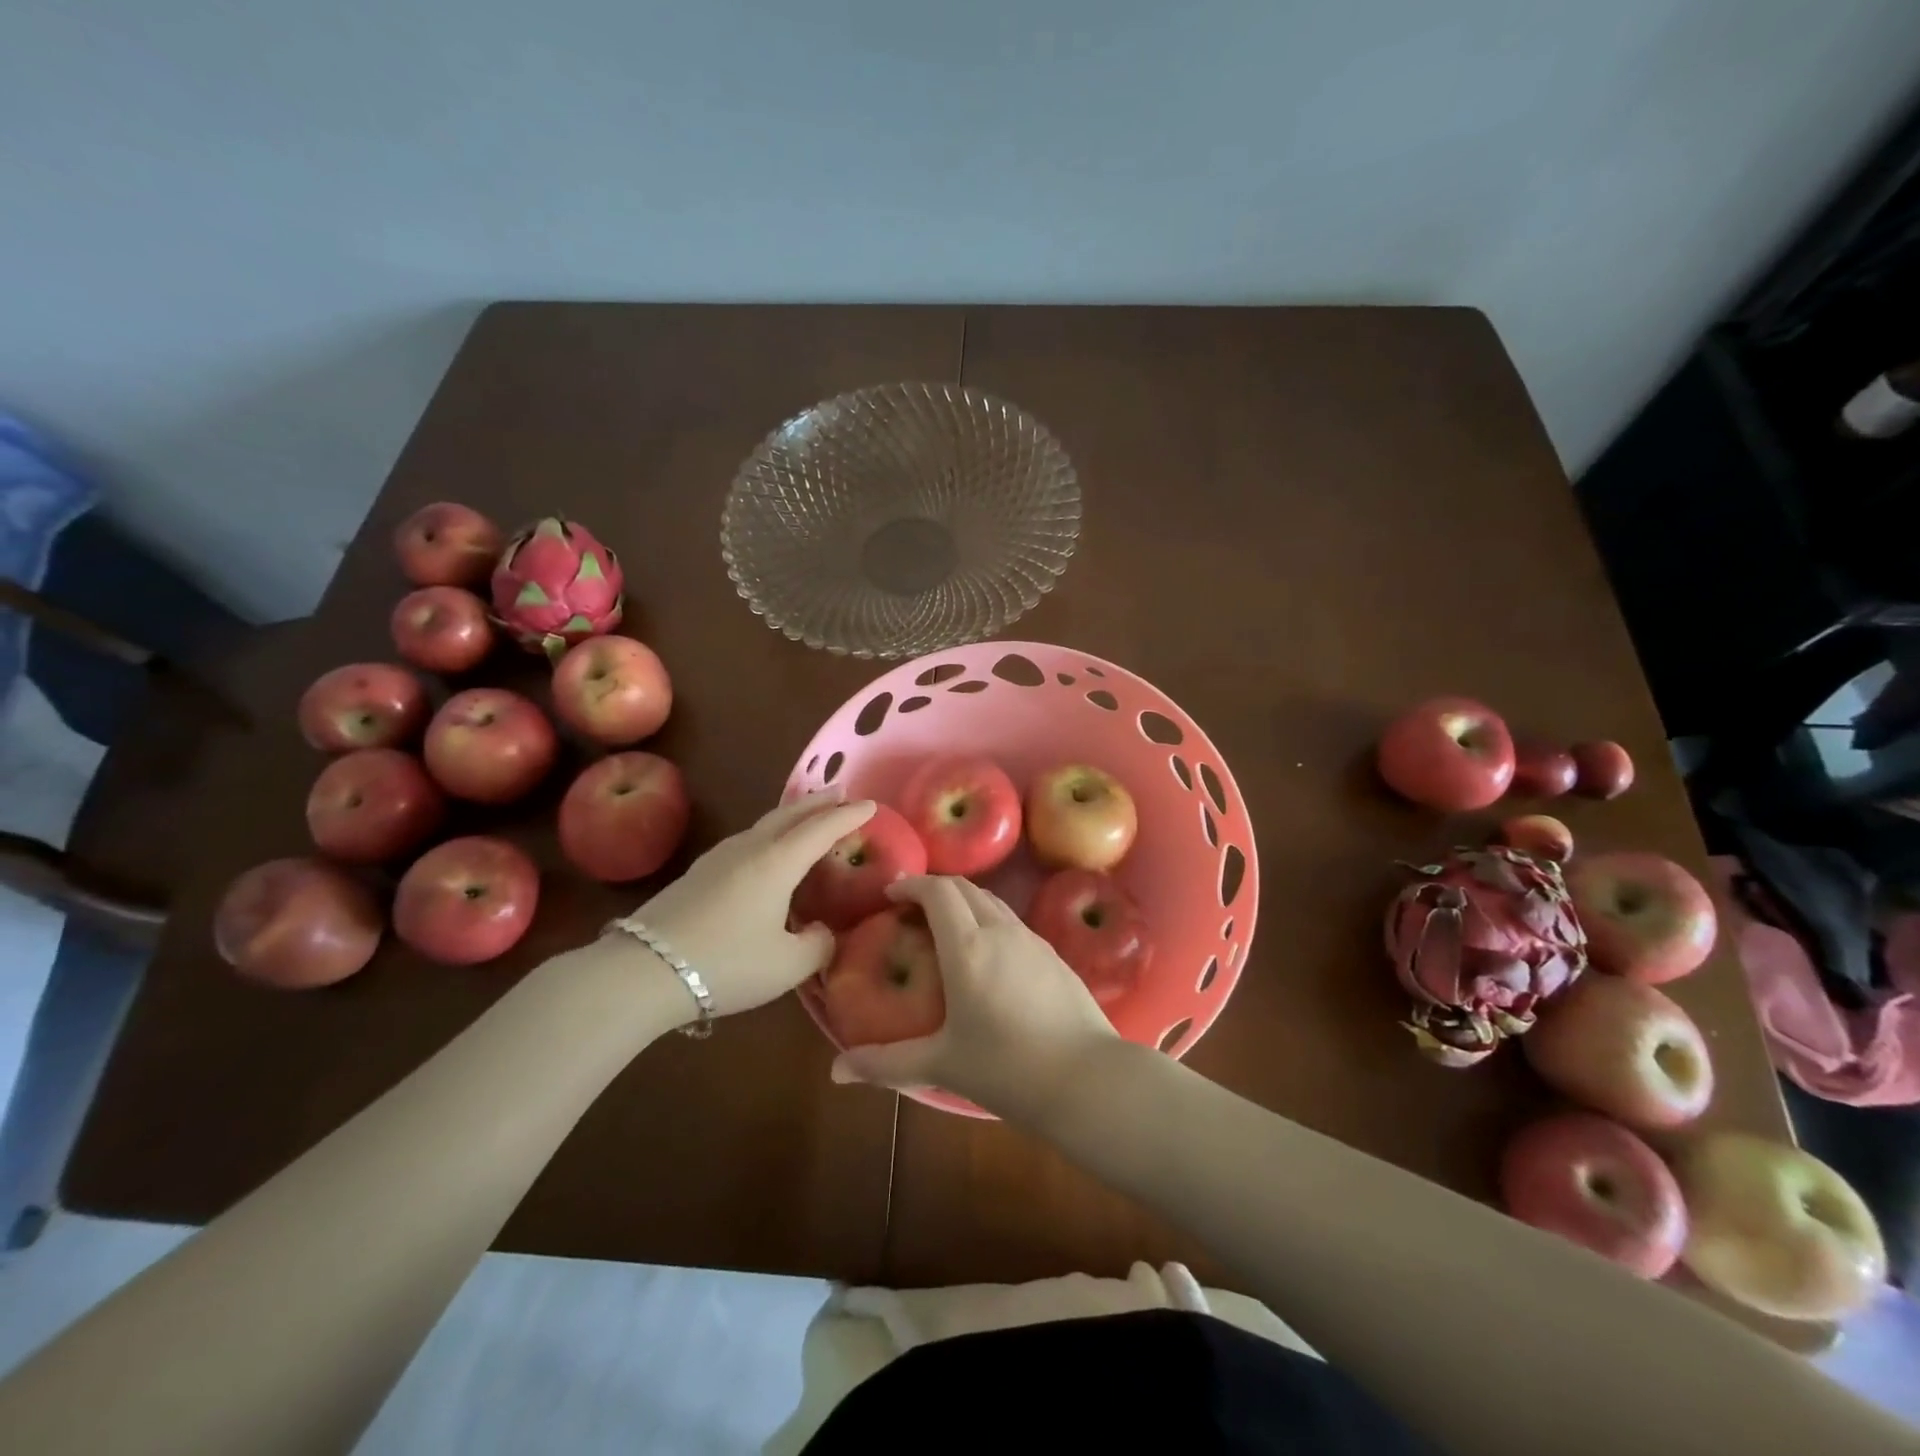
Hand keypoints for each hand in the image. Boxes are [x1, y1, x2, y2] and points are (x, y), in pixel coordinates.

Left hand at [628, 793, 874, 1016]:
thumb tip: (821, 933)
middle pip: (790, 814)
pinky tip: (764, 852)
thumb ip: (818, 945)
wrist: (643, 970)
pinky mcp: (698, 874)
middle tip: (840, 793)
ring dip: (791, 815)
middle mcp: (750, 849)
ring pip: (764, 824)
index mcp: (777, 862)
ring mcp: (719, 858)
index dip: (849, 815)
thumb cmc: (726, 963)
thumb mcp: (788, 965)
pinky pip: (746, 840)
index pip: (822, 829)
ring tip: (806, 817)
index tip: (872, 805)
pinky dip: (769, 834)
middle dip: (819, 802)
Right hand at [830, 875, 1117, 1118]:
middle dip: (935, 889)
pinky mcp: (1054, 954)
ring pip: (992, 901)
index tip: (892, 894)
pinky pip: (1013, 921)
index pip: (938, 891)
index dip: (912, 884)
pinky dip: (989, 919)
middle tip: (912, 909)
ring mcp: (1032, 939)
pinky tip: (987, 954)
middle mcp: (1000, 930)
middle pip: (965, 887)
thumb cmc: (1007, 1069)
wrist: (1088, 1079)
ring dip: (964, 901)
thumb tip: (837, 1072)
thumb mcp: (941, 1065)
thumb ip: (886, 1064)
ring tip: (946, 927)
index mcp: (967, 947)